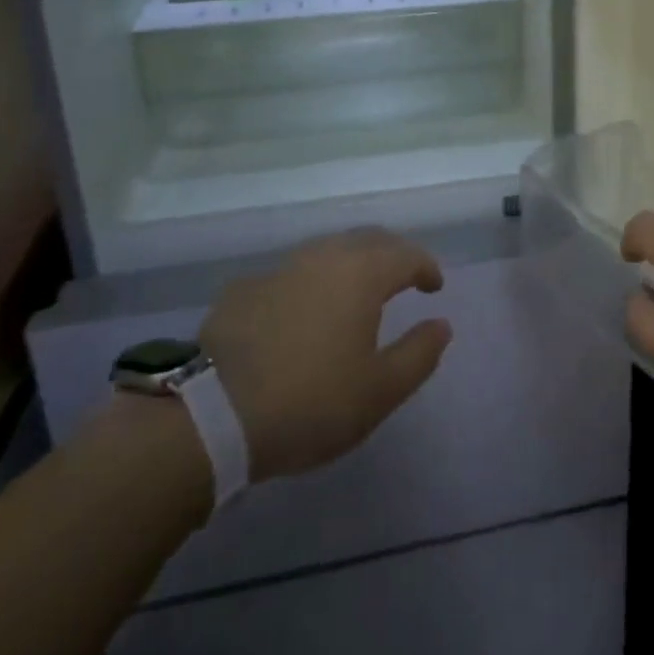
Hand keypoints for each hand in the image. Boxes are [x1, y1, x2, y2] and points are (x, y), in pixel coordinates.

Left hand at [201, 228, 452, 481]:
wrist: (211, 414)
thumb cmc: (310, 402)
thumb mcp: (378, 391)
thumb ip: (418, 355)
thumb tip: (441, 325)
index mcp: (362, 273)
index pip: (407, 255)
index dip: (426, 267)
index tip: (434, 286)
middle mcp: (325, 256)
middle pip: (369, 240)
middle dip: (392, 255)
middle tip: (402, 279)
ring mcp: (281, 268)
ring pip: (328, 251)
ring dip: (351, 263)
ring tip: (356, 292)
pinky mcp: (245, 288)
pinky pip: (292, 274)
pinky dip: (311, 283)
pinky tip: (303, 311)